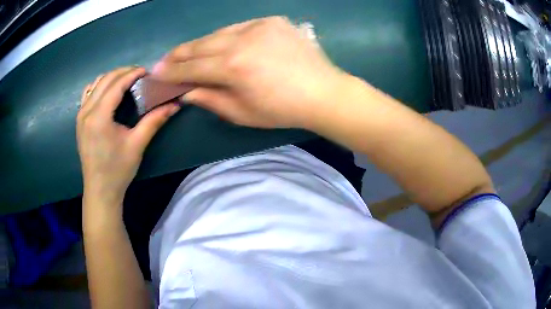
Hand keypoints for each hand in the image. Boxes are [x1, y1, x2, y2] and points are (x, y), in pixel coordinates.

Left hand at [77, 67, 179, 207]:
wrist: (100, 190)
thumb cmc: (117, 170)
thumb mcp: (137, 145)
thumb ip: (154, 121)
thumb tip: (175, 105)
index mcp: (99, 117)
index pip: (116, 84)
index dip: (132, 74)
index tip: (147, 71)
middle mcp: (86, 111)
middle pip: (105, 80)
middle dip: (123, 72)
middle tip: (140, 74)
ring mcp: (81, 115)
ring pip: (95, 84)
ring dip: (111, 77)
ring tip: (126, 80)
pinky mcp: (79, 120)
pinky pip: (88, 93)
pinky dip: (99, 86)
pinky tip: (109, 91)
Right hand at [151, 16, 349, 128]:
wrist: (324, 92)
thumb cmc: (283, 110)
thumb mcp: (242, 113)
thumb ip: (210, 99)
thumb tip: (186, 92)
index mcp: (233, 67)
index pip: (191, 67)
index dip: (171, 71)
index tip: (155, 73)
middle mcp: (242, 40)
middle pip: (200, 45)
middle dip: (179, 54)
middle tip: (165, 60)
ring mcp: (258, 26)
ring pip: (218, 33)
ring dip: (201, 44)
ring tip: (189, 53)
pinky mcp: (272, 21)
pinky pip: (239, 27)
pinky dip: (226, 37)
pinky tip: (223, 45)